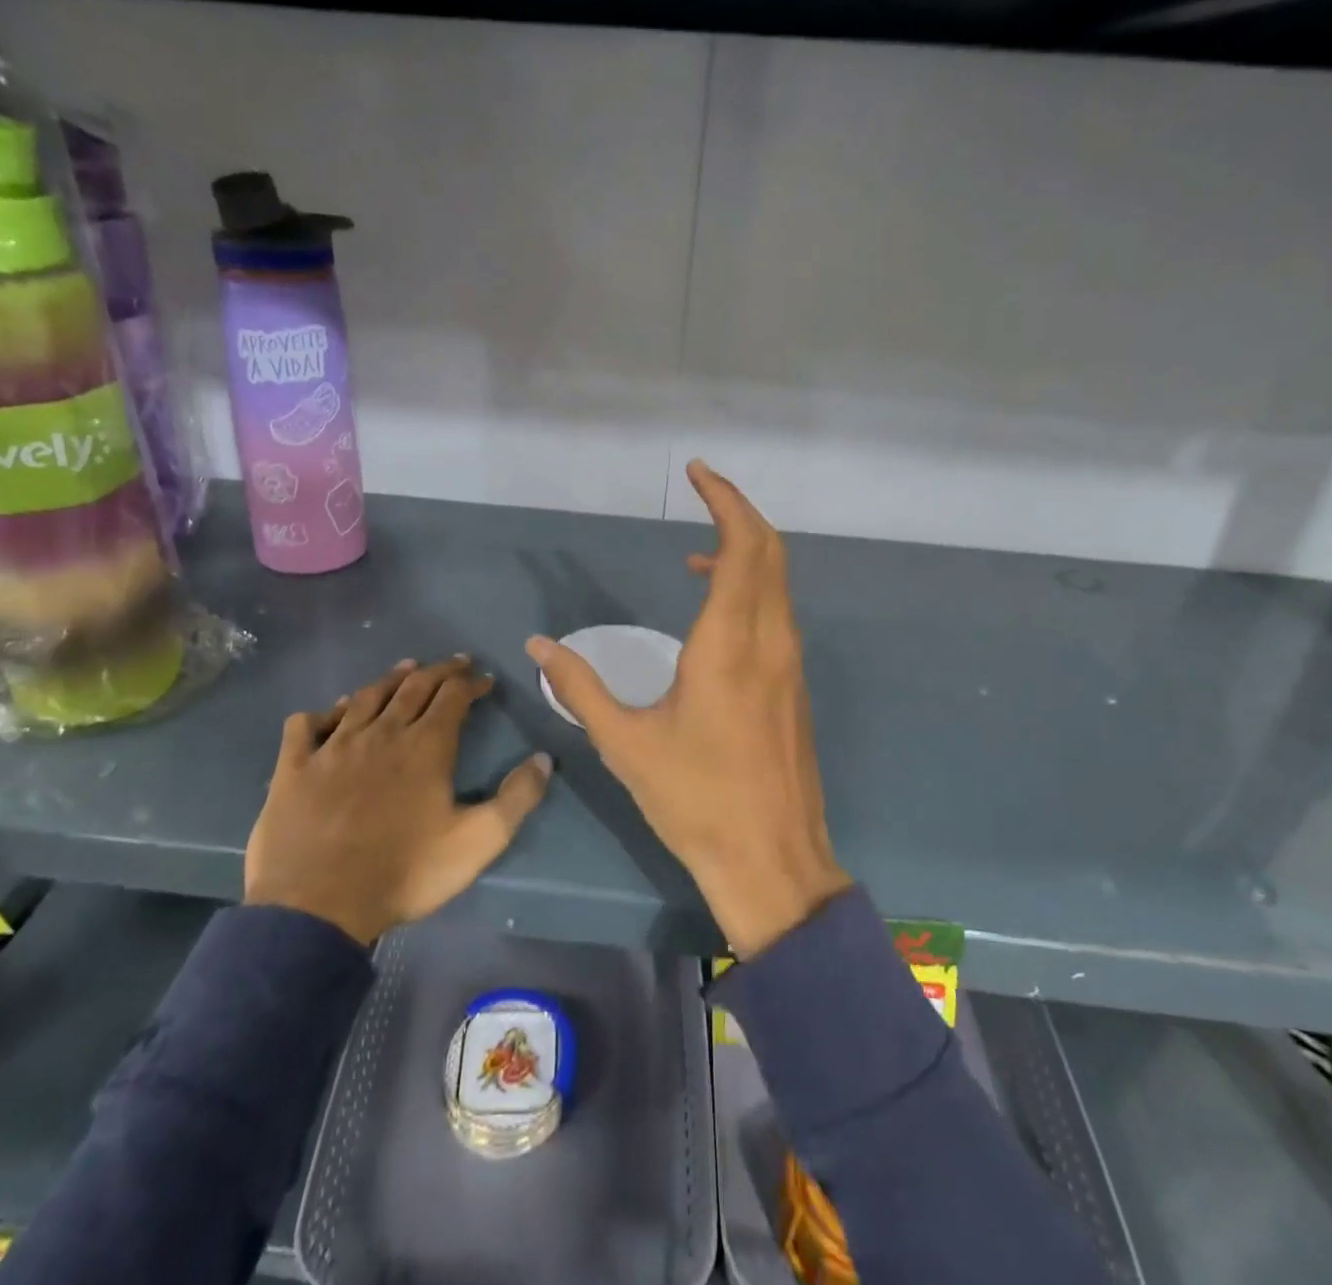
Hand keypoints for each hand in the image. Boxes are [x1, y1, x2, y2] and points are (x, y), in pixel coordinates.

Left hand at [246, 656, 553, 944]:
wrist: (317, 907)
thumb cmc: (404, 872)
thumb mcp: (478, 842)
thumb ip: (516, 799)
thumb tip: (544, 759)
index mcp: (426, 746)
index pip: (453, 696)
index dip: (471, 683)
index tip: (485, 680)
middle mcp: (381, 733)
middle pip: (413, 686)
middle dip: (439, 671)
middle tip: (455, 663)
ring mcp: (333, 746)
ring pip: (366, 696)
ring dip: (390, 679)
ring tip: (406, 669)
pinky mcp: (294, 766)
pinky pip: (308, 724)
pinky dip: (325, 711)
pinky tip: (334, 712)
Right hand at [527, 461, 848, 955]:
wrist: (772, 860)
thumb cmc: (695, 800)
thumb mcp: (626, 743)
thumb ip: (579, 688)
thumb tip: (538, 645)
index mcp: (730, 644)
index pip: (743, 546)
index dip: (724, 500)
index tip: (696, 472)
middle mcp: (769, 641)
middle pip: (769, 551)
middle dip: (737, 511)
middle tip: (700, 491)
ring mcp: (790, 664)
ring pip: (778, 583)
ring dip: (744, 553)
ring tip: (693, 557)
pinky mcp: (794, 686)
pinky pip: (777, 613)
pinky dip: (751, 589)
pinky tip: (714, 615)